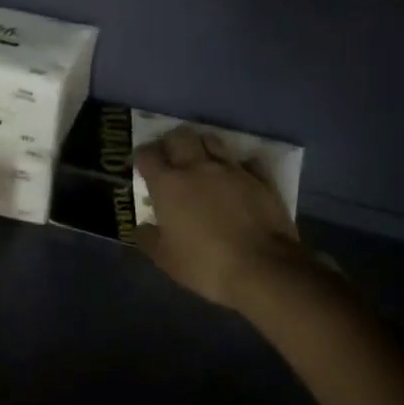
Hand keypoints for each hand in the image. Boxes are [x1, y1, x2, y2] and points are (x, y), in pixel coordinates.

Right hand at [135, 127, 311, 311]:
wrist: (263, 268)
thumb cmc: (205, 264)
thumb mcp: (165, 259)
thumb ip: (148, 238)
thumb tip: (142, 227)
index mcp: (168, 184)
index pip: (147, 154)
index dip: (141, 157)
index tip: (141, 166)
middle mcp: (197, 167)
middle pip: (179, 136)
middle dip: (170, 142)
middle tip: (169, 157)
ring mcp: (231, 170)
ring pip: (211, 139)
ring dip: (202, 145)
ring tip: (201, 161)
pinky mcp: (259, 178)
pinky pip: (244, 161)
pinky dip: (236, 165)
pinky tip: (236, 177)